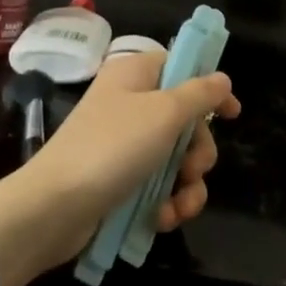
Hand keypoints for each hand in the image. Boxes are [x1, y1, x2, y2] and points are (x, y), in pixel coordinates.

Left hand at [0, 50, 237, 285]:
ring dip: (187, 184)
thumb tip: (222, 79)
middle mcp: (130, 105)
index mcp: (135, 76)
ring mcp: (124, 145)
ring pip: (176, 158)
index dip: (209, 88)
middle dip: (199, 150)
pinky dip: (166, 202)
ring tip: (181, 205)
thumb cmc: (112, 148)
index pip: (180, 67)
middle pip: (185, 119)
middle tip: (194, 168)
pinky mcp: (119, 181)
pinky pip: (157, 185)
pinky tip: (163, 218)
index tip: (231, 113)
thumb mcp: (164, 113)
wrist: (53, 208)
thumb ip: (199, 94)